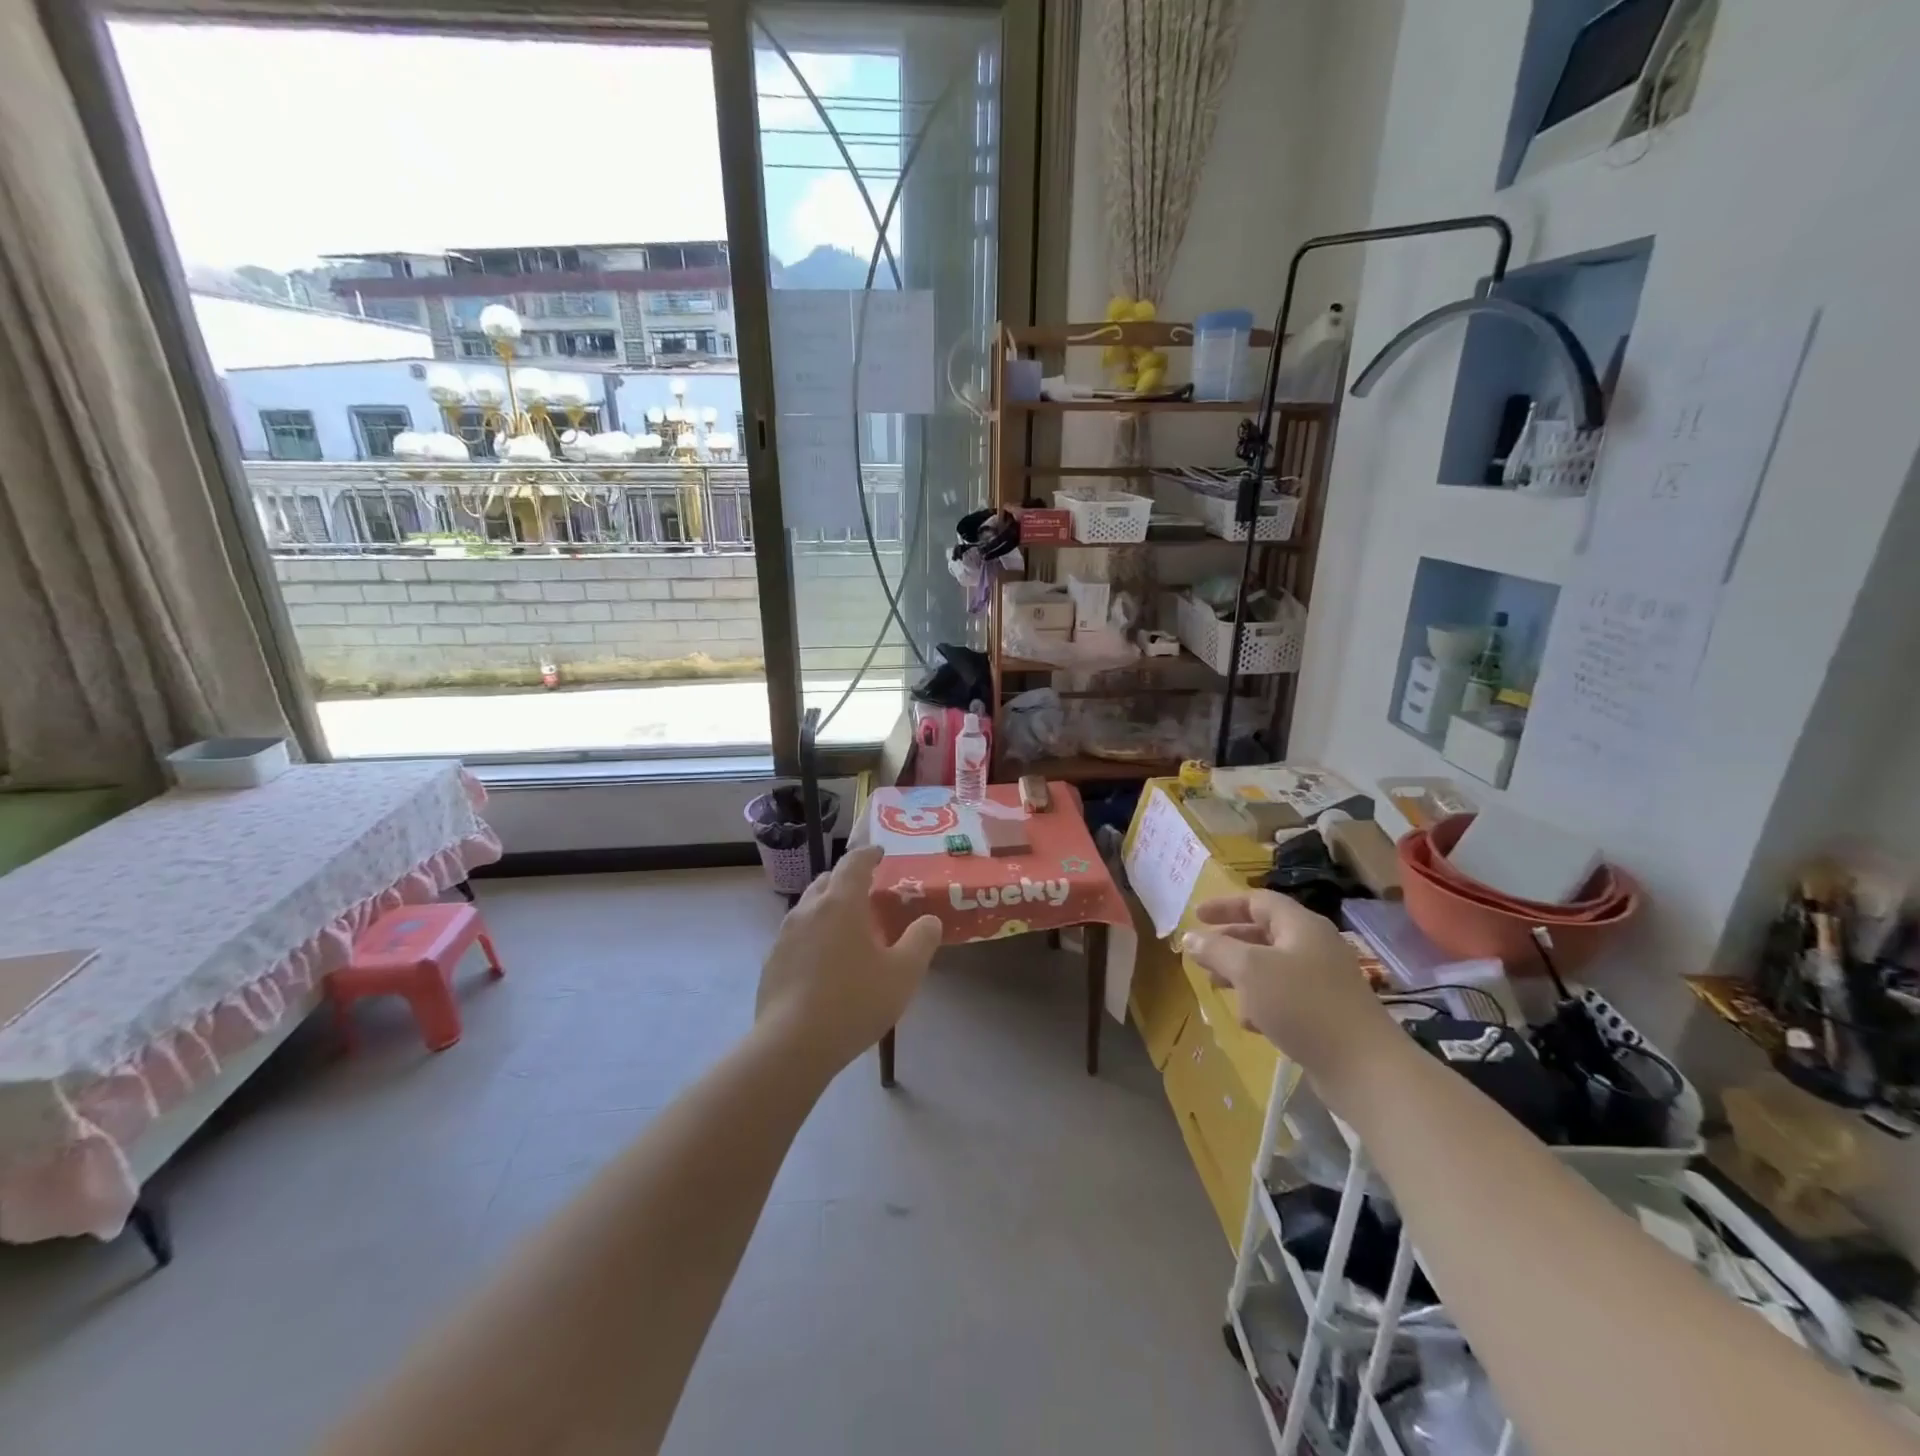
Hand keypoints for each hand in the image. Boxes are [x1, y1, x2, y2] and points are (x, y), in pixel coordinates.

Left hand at [756, 846, 941, 1073]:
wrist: (792, 1045)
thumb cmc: (854, 1002)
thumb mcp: (903, 973)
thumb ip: (921, 941)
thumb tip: (929, 920)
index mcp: (841, 902)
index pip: (854, 862)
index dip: (869, 854)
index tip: (880, 853)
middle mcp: (809, 909)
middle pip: (827, 880)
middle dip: (847, 879)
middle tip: (868, 892)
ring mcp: (785, 935)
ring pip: (809, 907)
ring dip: (828, 906)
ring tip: (847, 927)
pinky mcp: (772, 961)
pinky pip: (797, 935)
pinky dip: (814, 934)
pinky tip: (825, 961)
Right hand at [1180, 890, 1397, 1091]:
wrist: (1363, 1068)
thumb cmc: (1302, 1005)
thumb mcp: (1249, 970)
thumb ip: (1217, 949)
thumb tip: (1190, 937)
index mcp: (1301, 926)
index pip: (1258, 901)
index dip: (1225, 906)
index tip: (1196, 916)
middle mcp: (1314, 947)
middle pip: (1264, 934)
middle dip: (1229, 943)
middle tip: (1201, 955)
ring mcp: (1323, 981)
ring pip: (1272, 967)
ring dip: (1241, 974)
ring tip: (1216, 987)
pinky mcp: (1325, 1013)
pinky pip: (1285, 996)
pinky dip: (1261, 1001)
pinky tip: (1249, 1022)